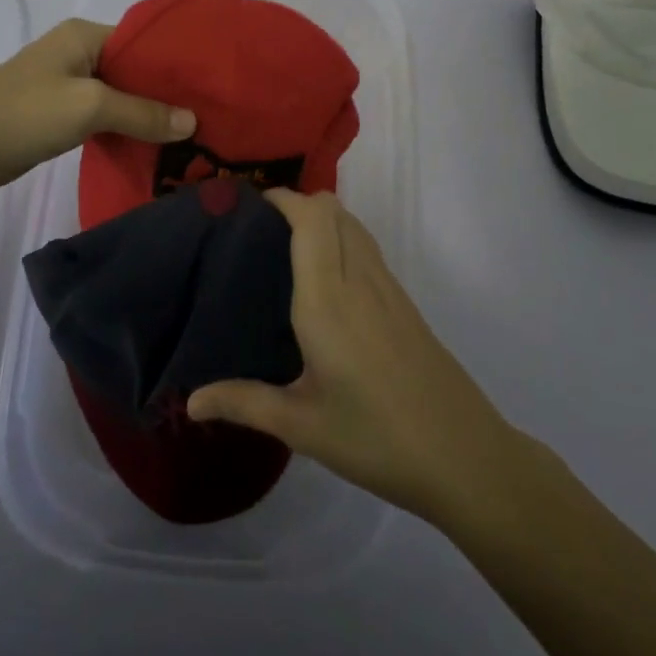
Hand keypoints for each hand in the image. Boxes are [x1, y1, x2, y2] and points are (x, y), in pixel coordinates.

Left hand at [0, 19, 195, 197]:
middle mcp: (76, 52)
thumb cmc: (25, 114)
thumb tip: (192, 122)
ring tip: (187, 134)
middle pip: (133, 70)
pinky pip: (102, 115)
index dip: (174, 65)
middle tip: (204, 117)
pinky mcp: (58, 113)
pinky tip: (151, 146)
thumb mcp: (89, 107)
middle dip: (164, 93)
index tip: (208, 89)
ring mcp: (66, 84)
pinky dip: (124, 128)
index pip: (143, 42)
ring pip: (119, 95)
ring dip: (145, 114)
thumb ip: (142, 112)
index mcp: (84, 35)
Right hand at [188, 190, 519, 524]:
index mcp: (328, 299)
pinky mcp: (406, 304)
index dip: (282, 199)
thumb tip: (191, 402)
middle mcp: (359, 280)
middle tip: (260, 230)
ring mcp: (389, 289)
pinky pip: (369, 250)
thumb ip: (244, 403)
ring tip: (286, 248)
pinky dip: (344, 241)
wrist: (464, 457)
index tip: (248, 205)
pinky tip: (326, 283)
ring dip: (324, 220)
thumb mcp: (302, 426)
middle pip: (334, 211)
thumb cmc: (376, 438)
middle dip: (299, 204)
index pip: (311, 219)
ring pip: (355, 226)